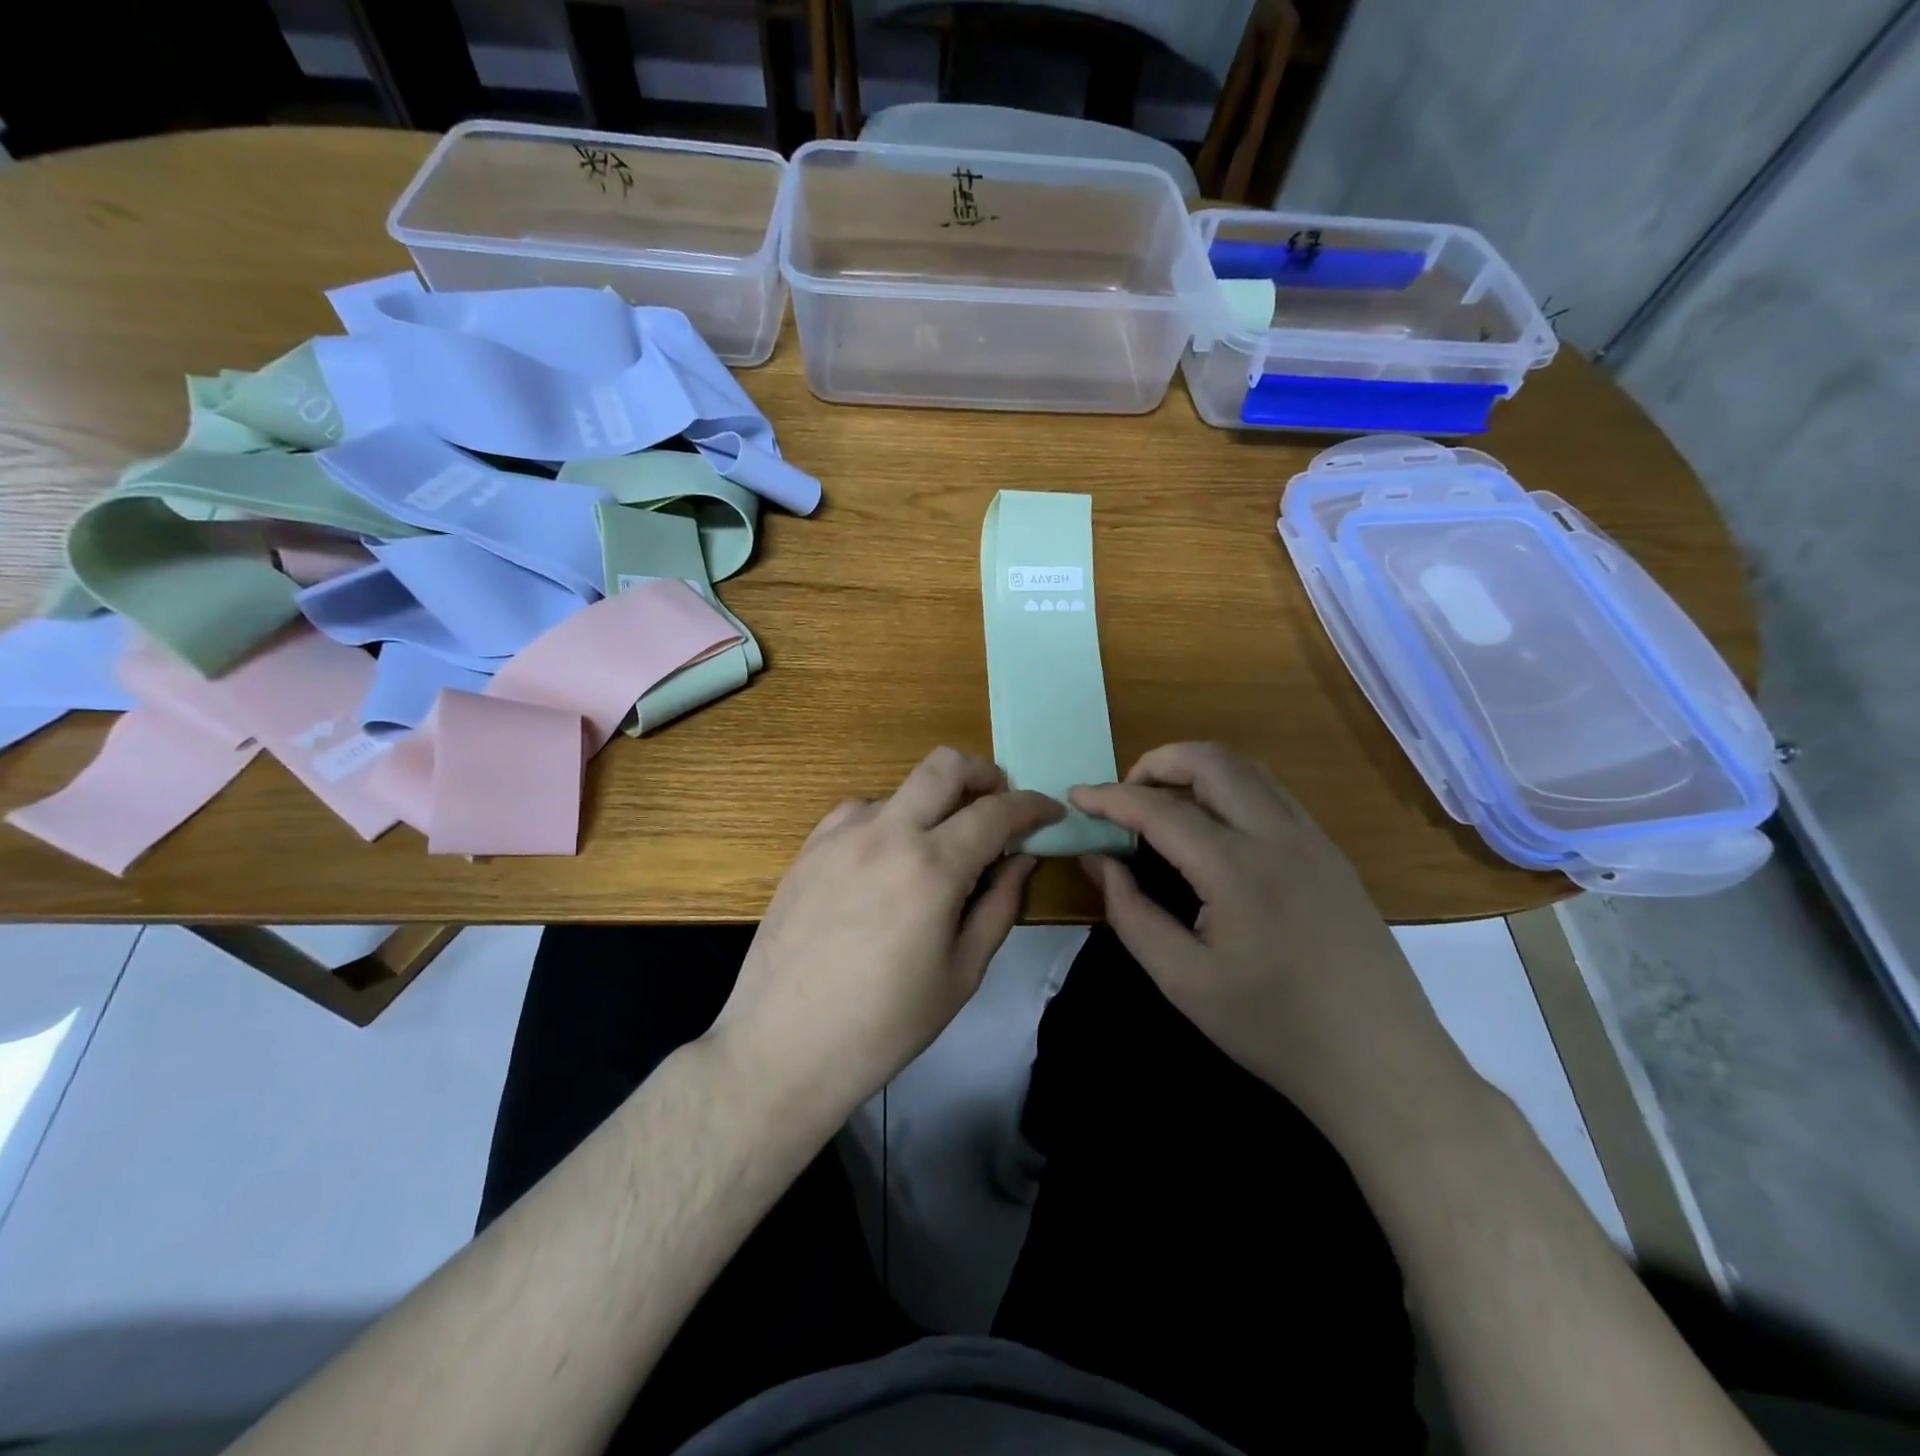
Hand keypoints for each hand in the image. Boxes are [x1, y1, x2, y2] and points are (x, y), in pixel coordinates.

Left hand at [709, 747, 1063, 1130]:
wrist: (784, 1046)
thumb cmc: (885, 1024)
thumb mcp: (962, 974)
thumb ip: (1000, 906)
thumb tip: (1021, 858)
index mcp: (931, 867)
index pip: (996, 811)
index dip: (1032, 805)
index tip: (1050, 813)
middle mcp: (886, 833)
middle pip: (943, 765)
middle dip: (983, 773)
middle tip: (998, 804)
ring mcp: (840, 836)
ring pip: (901, 789)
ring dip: (932, 805)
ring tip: (937, 851)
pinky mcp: (808, 848)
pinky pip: (859, 813)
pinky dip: (888, 822)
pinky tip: (885, 862)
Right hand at [1071, 743, 1474, 1144]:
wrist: (1381, 1063)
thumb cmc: (1272, 1028)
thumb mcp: (1182, 980)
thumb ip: (1130, 911)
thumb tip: (1097, 858)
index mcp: (1237, 868)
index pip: (1159, 809)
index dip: (1110, 797)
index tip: (1075, 797)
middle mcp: (1279, 835)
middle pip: (1211, 761)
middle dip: (1157, 762)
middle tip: (1123, 796)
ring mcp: (1313, 839)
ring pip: (1247, 769)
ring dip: (1196, 769)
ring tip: (1162, 804)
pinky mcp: (1331, 852)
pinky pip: (1272, 793)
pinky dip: (1229, 788)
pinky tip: (1213, 828)